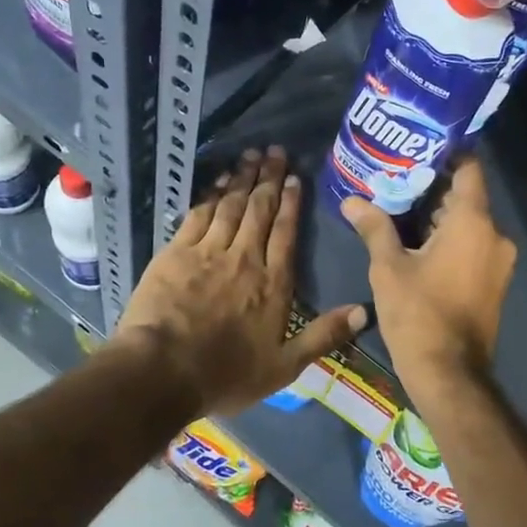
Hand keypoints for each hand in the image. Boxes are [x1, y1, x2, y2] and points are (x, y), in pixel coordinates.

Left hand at [114, 146, 366, 416]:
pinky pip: (198, 215)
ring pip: (230, 206)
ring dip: (242, 178)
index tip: (296, 178)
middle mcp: (245, 258)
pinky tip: (216, 180)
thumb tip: (363, 311)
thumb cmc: (225, 374)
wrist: (163, 371)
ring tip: (251, 155)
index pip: (286, 233)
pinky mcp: (176, 252)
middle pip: (260, 210)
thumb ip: (323, 336)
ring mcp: (209, 252)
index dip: (292, 203)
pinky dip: (210, 194)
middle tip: (276, 152)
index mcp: (273, 283)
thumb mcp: (283, 367)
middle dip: (269, 179)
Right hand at [340, 159, 515, 395]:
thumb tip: (351, 200)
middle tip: (394, 178)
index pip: (469, 169)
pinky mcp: (494, 281)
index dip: (446, 155)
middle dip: (432, 187)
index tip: (417, 149)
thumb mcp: (388, 267)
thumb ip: (374, 227)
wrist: (450, 375)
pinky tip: (416, 241)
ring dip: (438, 215)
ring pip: (468, 222)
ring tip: (398, 207)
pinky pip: (473, 245)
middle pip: (466, 196)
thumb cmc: (418, 314)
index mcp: (473, 222)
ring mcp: (498, 261)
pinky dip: (449, 238)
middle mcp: (494, 235)